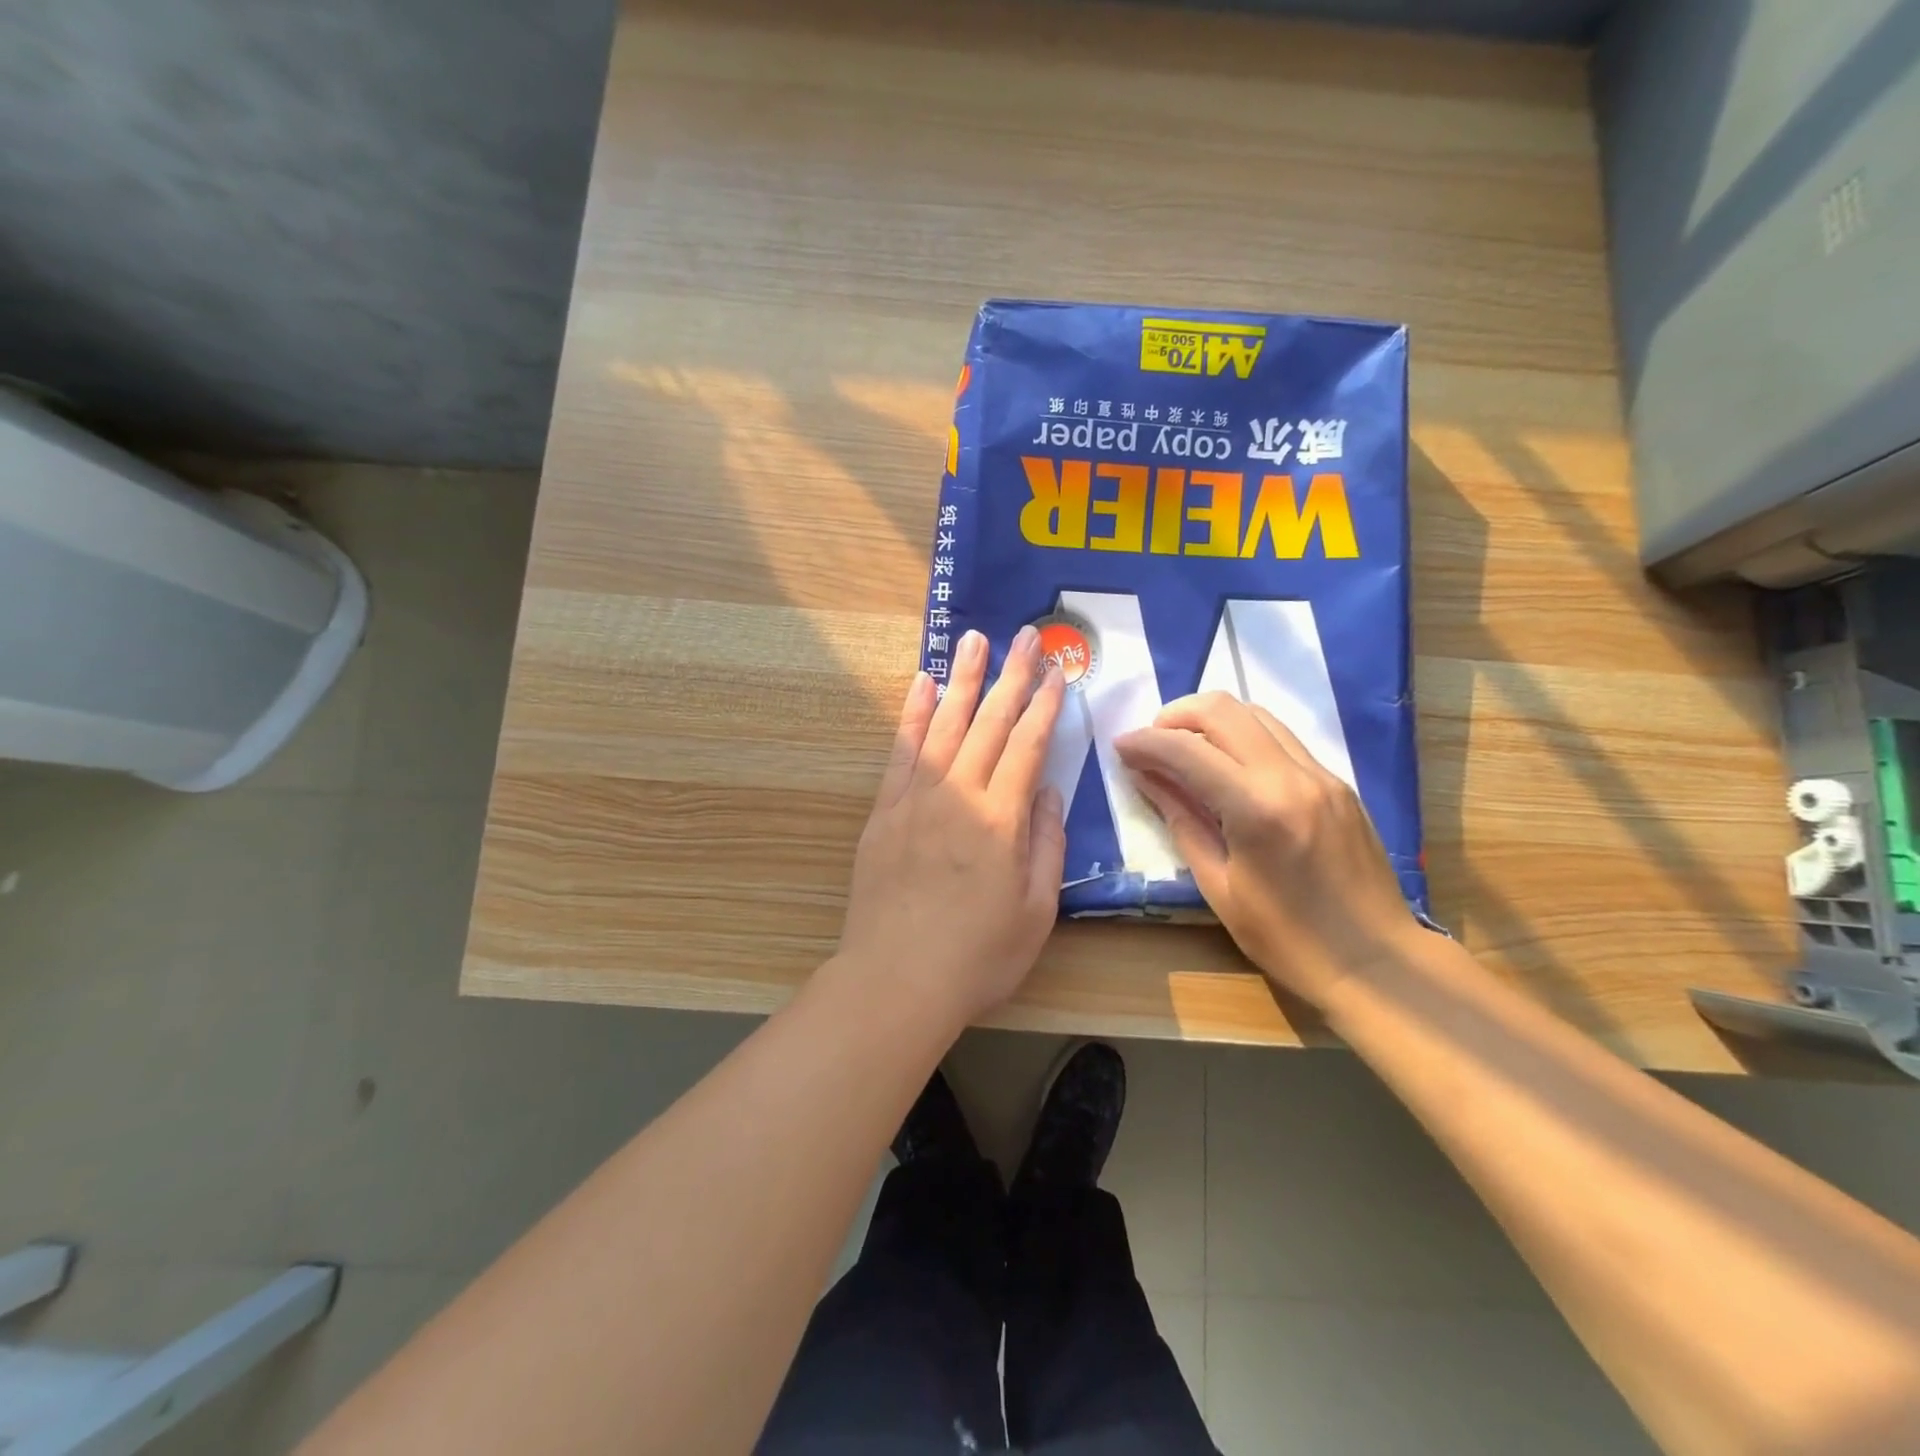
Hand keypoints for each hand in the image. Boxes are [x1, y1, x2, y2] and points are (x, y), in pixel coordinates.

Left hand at [834, 626, 1067, 1031]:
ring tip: (974, 640)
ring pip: (944, 726)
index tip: (1056, 671)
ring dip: (961, 680)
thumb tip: (1049, 790)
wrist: (896, 980)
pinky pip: (900, 751)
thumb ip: (1045, 845)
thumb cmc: (977, 957)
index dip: (1044, 706)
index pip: (1027, 746)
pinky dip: (912, 715)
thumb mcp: (1036, 912)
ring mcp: (916, 799)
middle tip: (1023, 636)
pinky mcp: (884, 811)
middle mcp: (959, 796)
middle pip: (988, 724)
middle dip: (1010, 677)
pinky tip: (921, 685)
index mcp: (1001, 820)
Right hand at [1115, 693, 1420, 1006]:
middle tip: (1150, 742)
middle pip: (1224, 710)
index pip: (1188, 750)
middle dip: (1176, 715)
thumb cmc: (1288, 940)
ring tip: (1184, 750)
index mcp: (1258, 809)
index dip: (1145, 742)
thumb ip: (1182, 822)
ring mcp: (1321, 775)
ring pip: (1256, 714)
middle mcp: (1292, 776)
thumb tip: (1146, 778)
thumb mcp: (1219, 888)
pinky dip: (1242, 738)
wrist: (1377, 962)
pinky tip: (1226, 768)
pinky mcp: (1336, 783)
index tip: (1119, 746)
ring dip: (1210, 721)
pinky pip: (1280, 739)